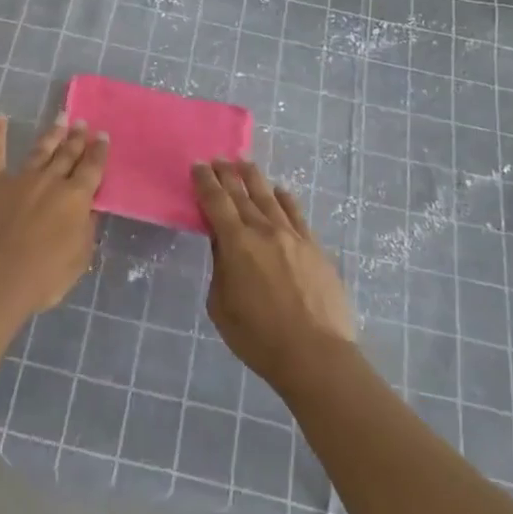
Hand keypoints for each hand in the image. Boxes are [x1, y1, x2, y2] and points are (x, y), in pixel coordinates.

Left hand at [0, 114, 108, 323]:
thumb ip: (86, 229)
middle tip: (82, 122)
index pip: (93, 167)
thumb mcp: (80, 257)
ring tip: (60, 117)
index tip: (103, 136)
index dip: (99, 151)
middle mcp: (52, 180)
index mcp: (77, 197)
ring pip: (41, 149)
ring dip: (52, 133)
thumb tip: (89, 209)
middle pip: (68, 154)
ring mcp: (21, 177)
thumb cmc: (45, 275)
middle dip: (77, 137)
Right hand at [194, 159, 357, 394]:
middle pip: (242, 194)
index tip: (197, 166)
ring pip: (270, 198)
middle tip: (218, 159)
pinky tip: (280, 191)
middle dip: (227, 174)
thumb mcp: (221, 306)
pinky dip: (285, 198)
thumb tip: (224, 245)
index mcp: (236, 244)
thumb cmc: (259, 337)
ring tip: (244, 164)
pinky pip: (297, 214)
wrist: (315, 354)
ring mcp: (293, 237)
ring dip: (254, 178)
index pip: (216, 202)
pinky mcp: (315, 248)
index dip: (205, 182)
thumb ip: (220, 269)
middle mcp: (264, 231)